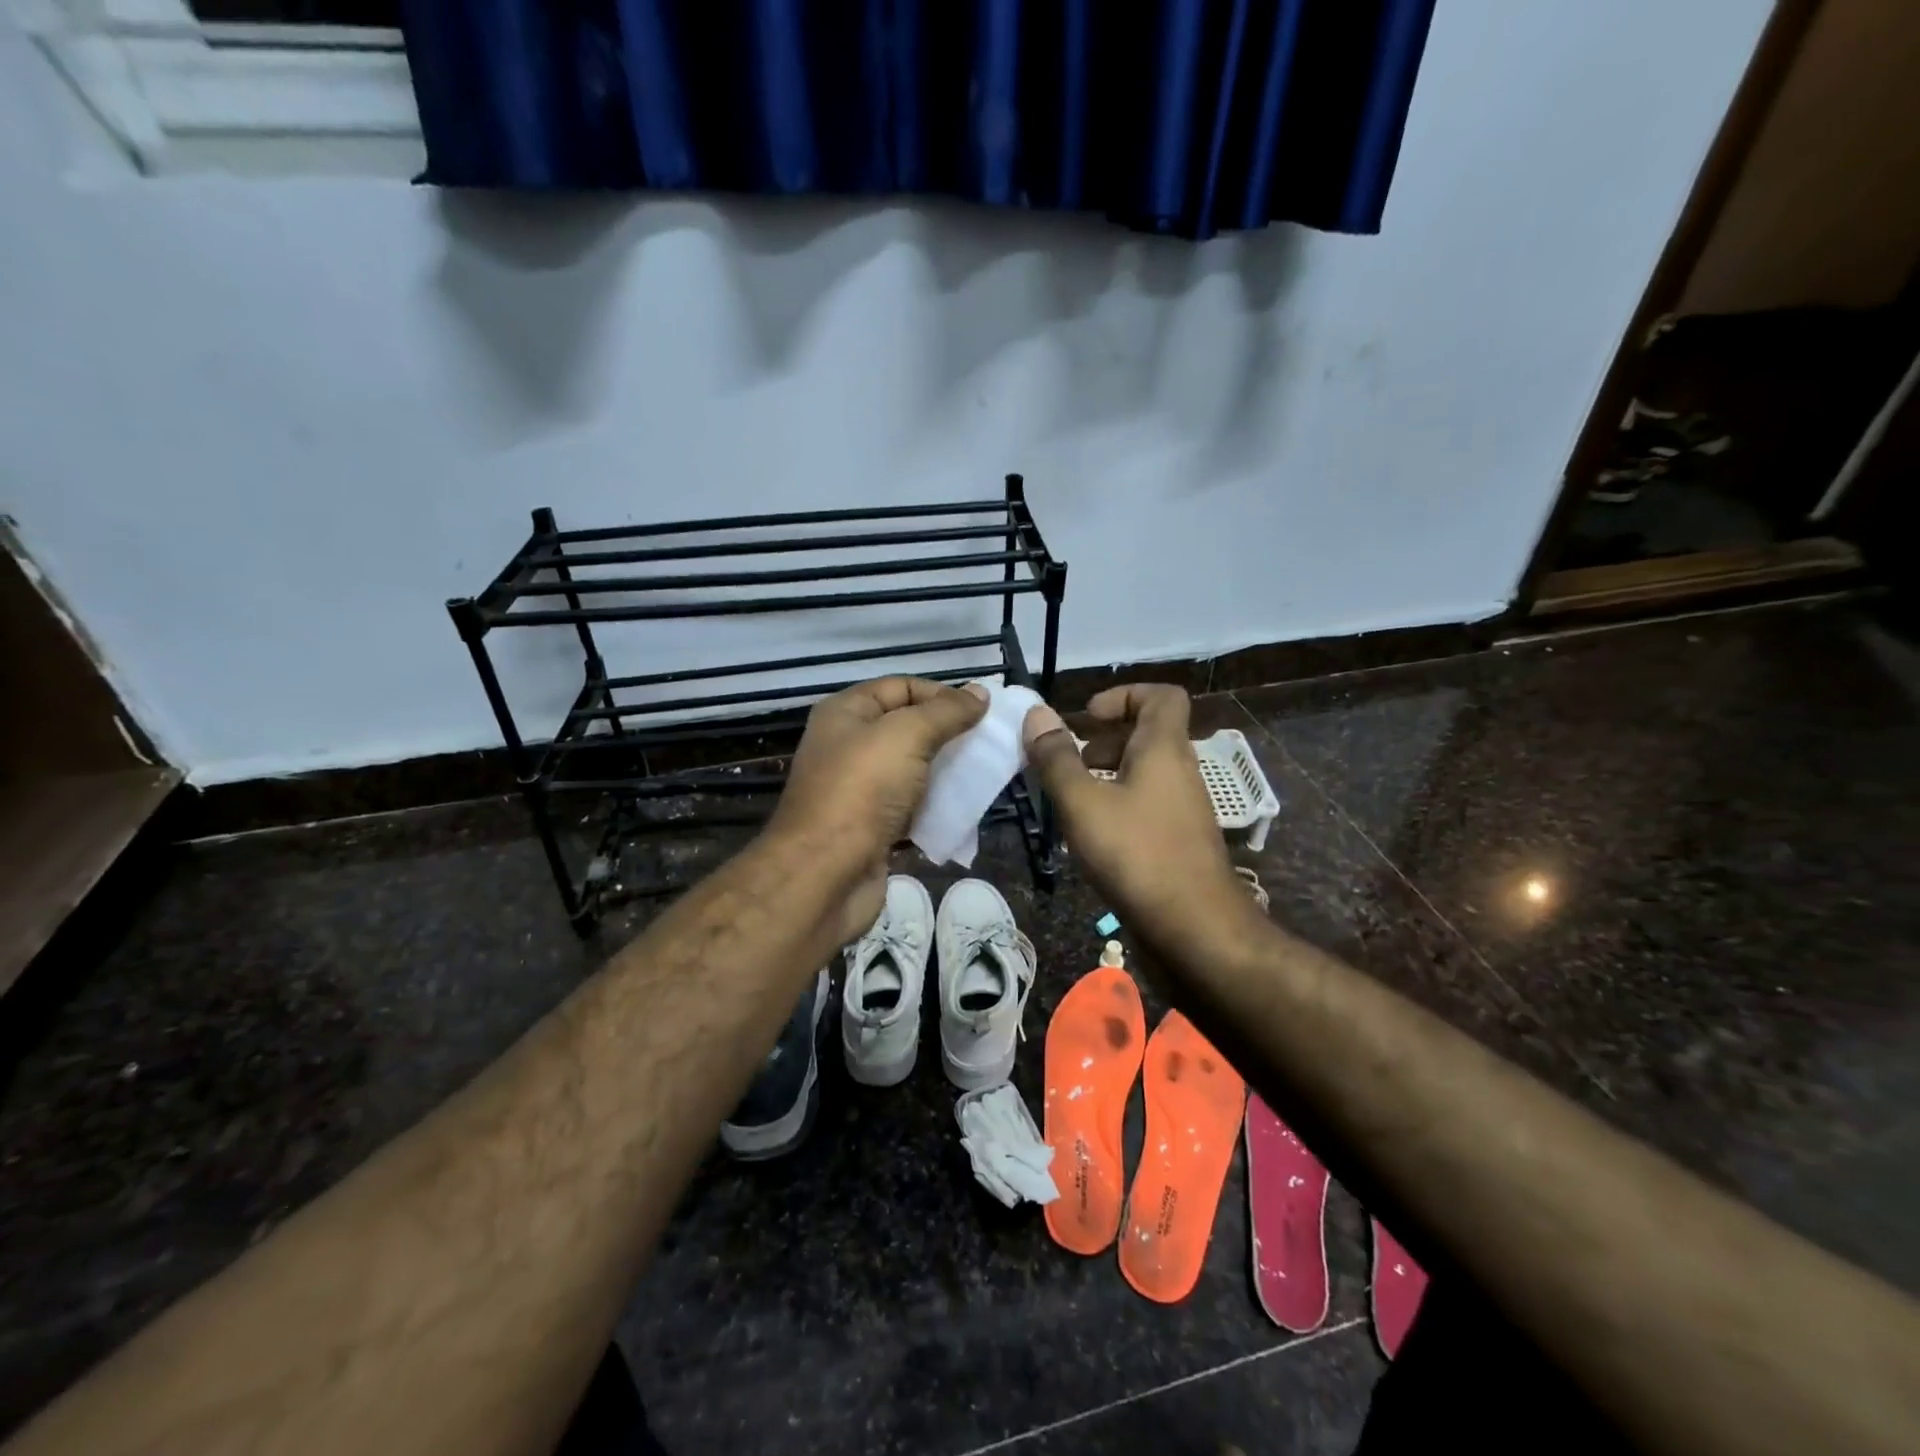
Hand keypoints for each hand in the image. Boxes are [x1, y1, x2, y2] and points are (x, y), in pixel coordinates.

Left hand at [767, 676, 985, 941]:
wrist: (826, 875)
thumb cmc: (862, 790)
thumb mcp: (907, 735)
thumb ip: (946, 712)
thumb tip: (980, 693)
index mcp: (846, 713)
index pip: (900, 687)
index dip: (940, 693)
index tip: (980, 711)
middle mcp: (848, 746)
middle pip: (907, 728)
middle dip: (948, 733)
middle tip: (988, 743)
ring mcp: (859, 790)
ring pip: (913, 770)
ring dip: (946, 771)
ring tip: (983, 775)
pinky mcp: (872, 828)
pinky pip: (912, 807)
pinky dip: (936, 806)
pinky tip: (964, 809)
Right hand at [1024, 685, 1259, 959]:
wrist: (1195, 928)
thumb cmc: (1136, 854)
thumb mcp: (1083, 803)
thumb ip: (1057, 758)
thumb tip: (1037, 713)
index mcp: (1164, 749)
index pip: (1162, 696)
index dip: (1124, 695)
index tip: (1087, 718)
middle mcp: (1180, 771)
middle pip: (1147, 734)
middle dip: (1104, 739)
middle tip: (1068, 761)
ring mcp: (1183, 808)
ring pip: (1144, 772)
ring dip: (1107, 774)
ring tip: (1070, 798)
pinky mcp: (1178, 840)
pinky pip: (1146, 803)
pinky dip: (1117, 804)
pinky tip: (1090, 834)